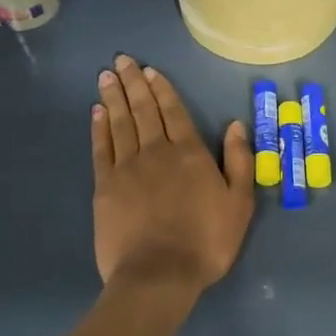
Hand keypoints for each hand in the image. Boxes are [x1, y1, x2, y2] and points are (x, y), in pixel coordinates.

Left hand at [92, 54, 253, 299]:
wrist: (159, 275)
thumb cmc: (206, 241)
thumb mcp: (239, 203)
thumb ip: (239, 162)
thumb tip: (236, 125)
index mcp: (190, 154)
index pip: (174, 112)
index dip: (162, 89)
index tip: (149, 70)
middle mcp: (157, 152)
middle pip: (143, 110)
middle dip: (133, 83)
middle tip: (122, 60)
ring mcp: (127, 168)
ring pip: (120, 123)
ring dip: (113, 97)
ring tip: (106, 76)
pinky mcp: (105, 187)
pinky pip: (101, 149)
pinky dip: (99, 127)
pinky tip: (96, 112)